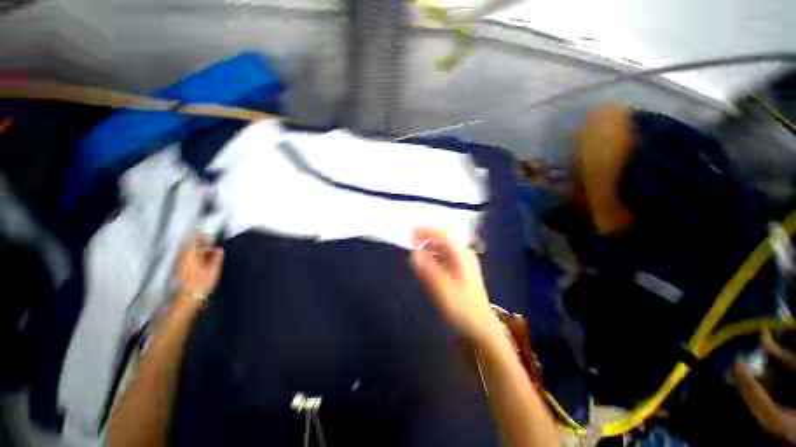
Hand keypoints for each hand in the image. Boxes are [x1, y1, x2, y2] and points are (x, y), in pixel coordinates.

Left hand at [174, 235, 223, 308]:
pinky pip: (188, 258)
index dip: (204, 235)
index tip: (214, 237)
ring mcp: (179, 263)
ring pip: (190, 251)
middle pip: (191, 244)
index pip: (195, 238)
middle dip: (203, 243)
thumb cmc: (200, 284)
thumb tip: (220, 248)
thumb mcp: (213, 271)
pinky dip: (197, 257)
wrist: (184, 300)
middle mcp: (183, 256)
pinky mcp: (179, 270)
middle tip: (216, 246)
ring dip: (200, 250)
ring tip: (212, 254)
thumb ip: (216, 258)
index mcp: (190, 253)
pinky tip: (205, 262)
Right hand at [410, 228, 497, 340]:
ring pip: (441, 250)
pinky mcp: (458, 273)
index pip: (444, 234)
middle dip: (425, 241)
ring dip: (427, 251)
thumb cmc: (462, 309)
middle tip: (410, 247)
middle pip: (441, 241)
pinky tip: (425, 269)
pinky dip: (432, 260)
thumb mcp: (443, 290)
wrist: (480, 329)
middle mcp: (463, 256)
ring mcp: (461, 264)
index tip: (410, 234)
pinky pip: (442, 260)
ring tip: (416, 259)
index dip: (426, 231)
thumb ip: (427, 270)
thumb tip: (414, 254)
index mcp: (462, 255)